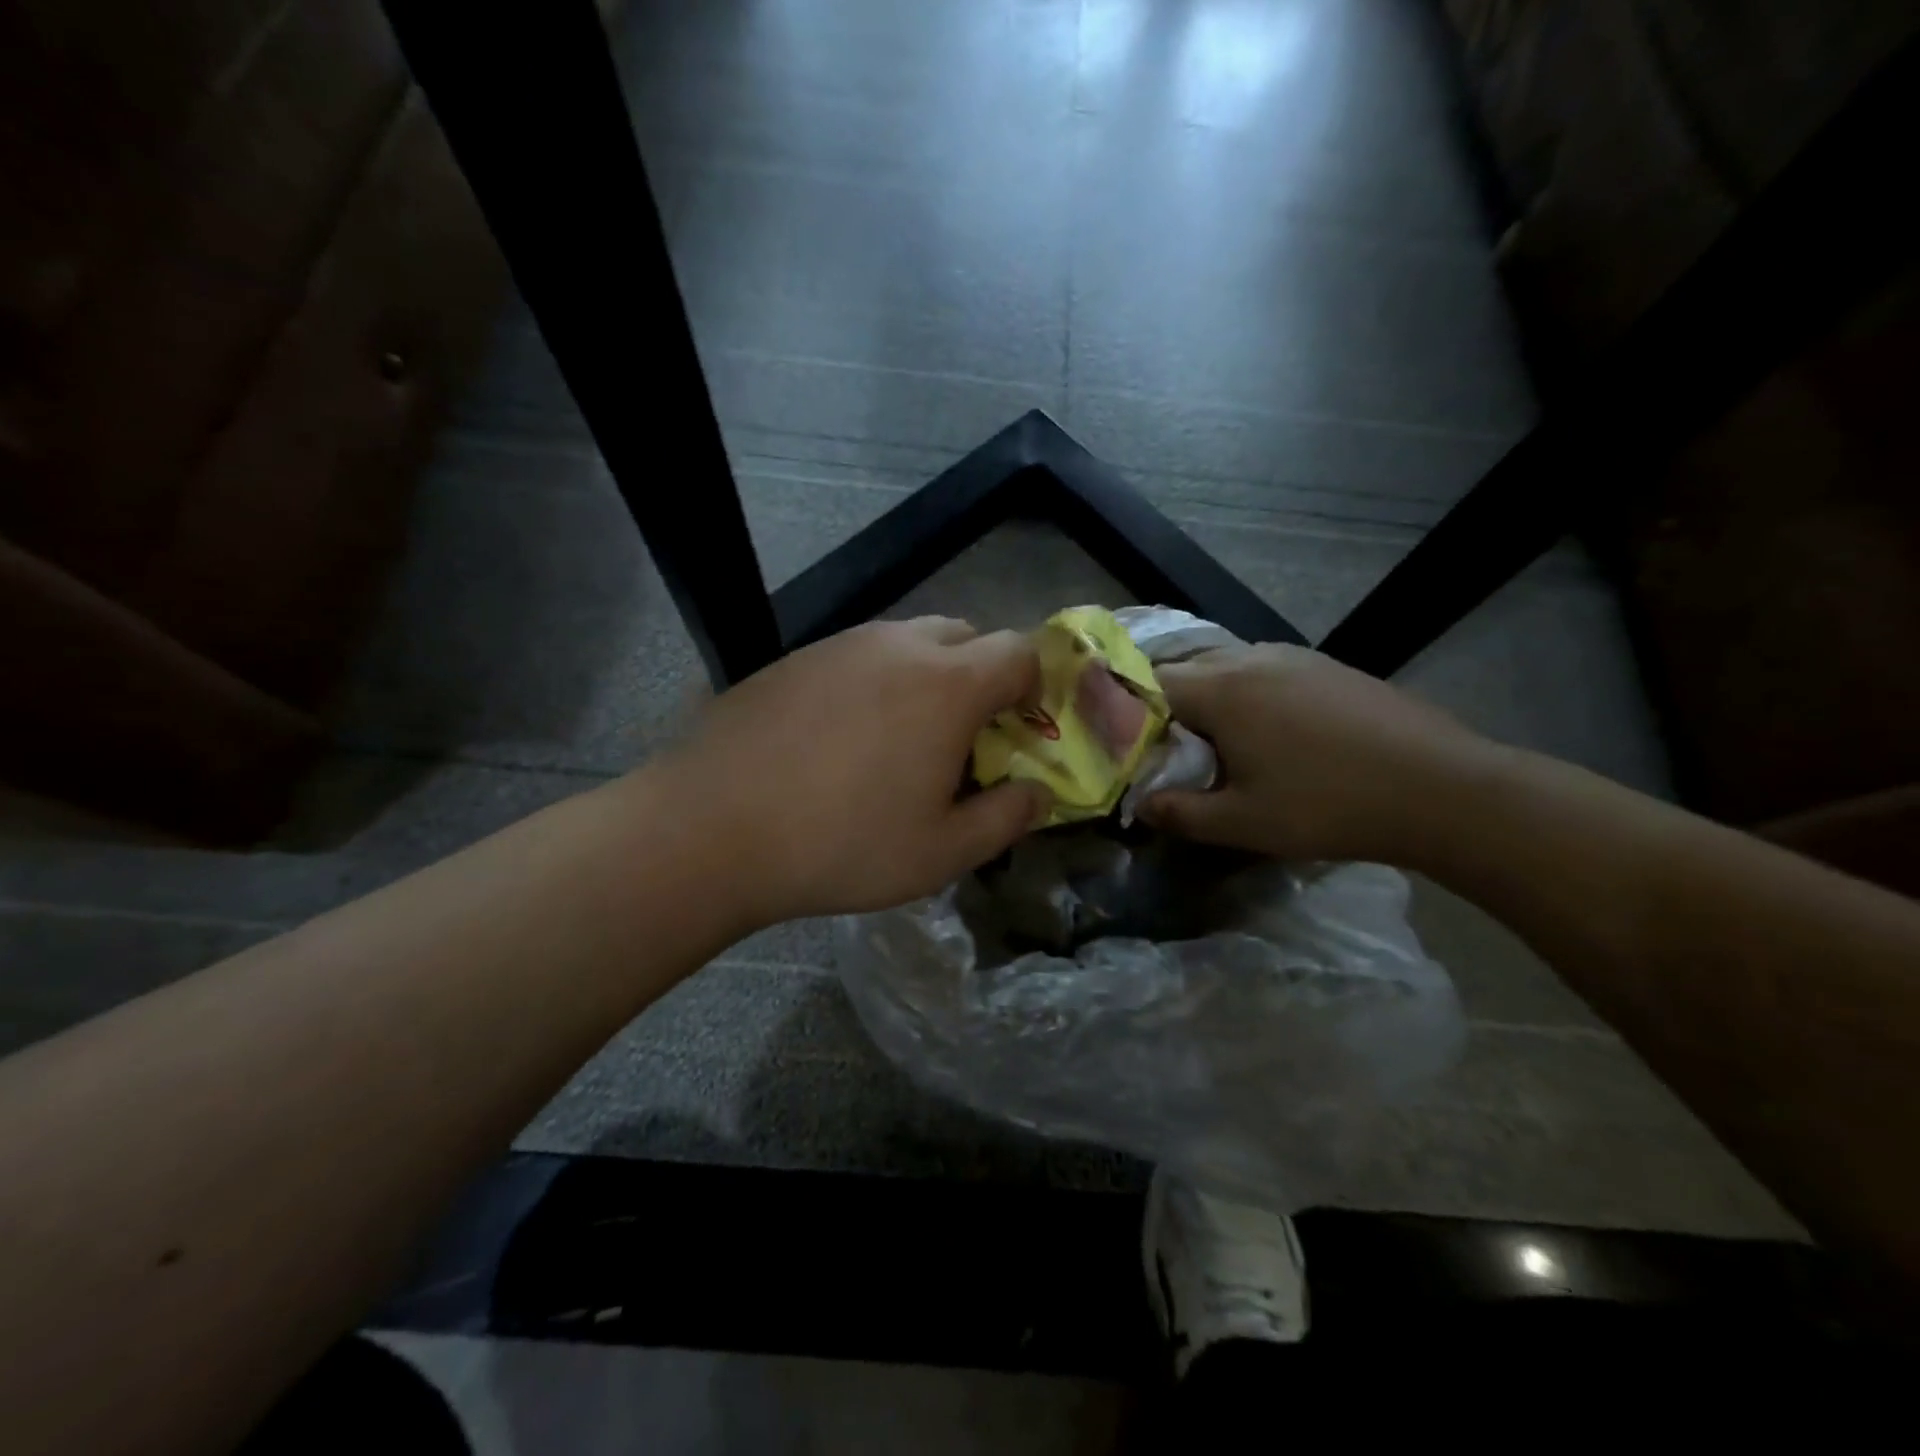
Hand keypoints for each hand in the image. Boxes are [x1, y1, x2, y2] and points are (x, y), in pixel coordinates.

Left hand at [658, 617, 1049, 922]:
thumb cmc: (841, 844)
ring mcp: (840, 645)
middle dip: (981, 675)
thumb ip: (1006, 818)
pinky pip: (857, 656)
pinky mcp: (794, 658)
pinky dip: (873, 682)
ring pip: (907, 641)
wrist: (709, 829)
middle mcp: (897, 646)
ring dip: (926, 677)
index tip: (1018, 729)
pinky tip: (840, 738)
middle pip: (966, 634)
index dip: (1033, 686)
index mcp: (946, 684)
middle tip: (962, 736)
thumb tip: (1039, 794)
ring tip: (899, 739)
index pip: (1018, 651)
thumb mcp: (941, 852)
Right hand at [1141, 643, 1496, 863]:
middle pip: (1184, 668)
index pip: (1150, 684)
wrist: (1441, 789)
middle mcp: (1250, 659)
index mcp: (1222, 691)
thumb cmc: (1328, 806)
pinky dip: (1244, 691)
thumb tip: (1140, 805)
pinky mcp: (1326, 665)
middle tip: (1164, 747)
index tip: (1127, 746)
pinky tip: (1266, 729)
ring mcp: (1294, 656)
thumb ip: (1180, 813)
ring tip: (1212, 739)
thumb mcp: (1243, 822)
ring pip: (1225, 664)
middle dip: (1164, 702)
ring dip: (1206, 695)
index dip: (1129, 712)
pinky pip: (1263, 668)